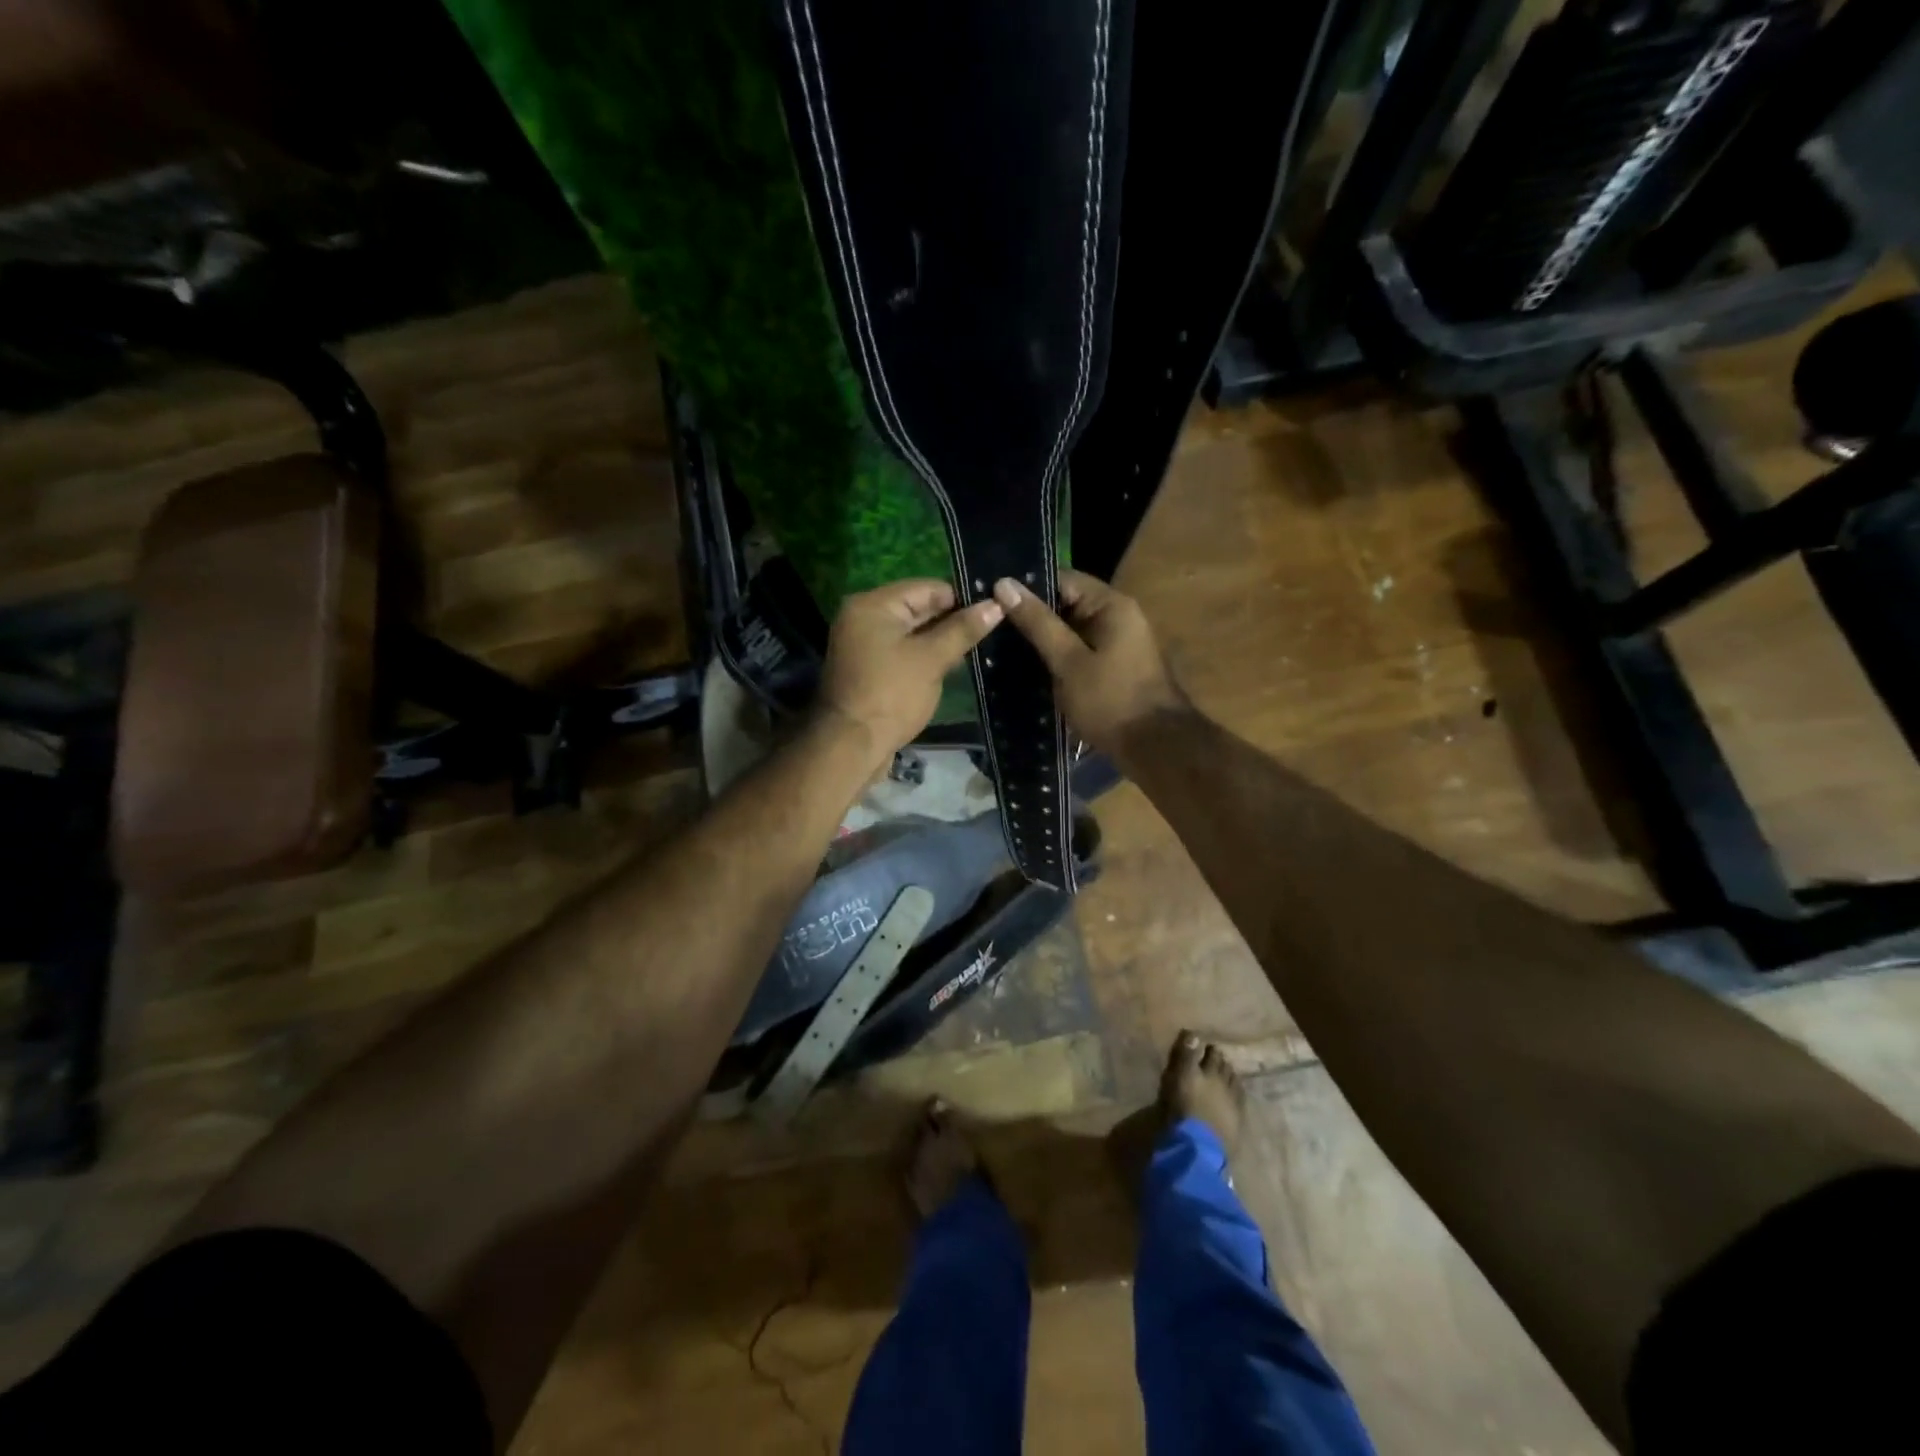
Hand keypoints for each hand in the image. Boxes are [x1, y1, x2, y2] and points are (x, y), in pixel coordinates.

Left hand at [817, 579, 1003, 761]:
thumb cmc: (892, 695)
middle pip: (917, 609)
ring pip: (912, 633)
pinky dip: (924, 656)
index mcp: (873, 605)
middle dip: (952, 620)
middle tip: (992, 628)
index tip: (994, 609)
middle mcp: (863, 618)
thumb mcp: (931, 659)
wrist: (852, 746)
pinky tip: (952, 664)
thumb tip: (996, 604)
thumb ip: (963, 630)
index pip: (926, 588)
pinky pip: (902, 652)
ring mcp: (863, 645)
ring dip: (940, 640)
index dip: (961, 598)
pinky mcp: (869, 669)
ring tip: (980, 645)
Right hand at [994, 570, 1183, 756]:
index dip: (1027, 587)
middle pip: (1066, 604)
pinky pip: (1078, 652)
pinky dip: (1056, 658)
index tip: (992, 599)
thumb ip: (1037, 623)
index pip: (1062, 579)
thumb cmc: (1111, 701)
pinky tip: (1026, 669)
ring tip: (999, 646)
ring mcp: (1117, 643)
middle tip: (989, 625)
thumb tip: (1004, 584)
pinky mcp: (1112, 667)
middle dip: (1031, 616)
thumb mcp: (1068, 661)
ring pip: (1070, 631)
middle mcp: (1117, 616)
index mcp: (1111, 605)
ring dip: (1041, 640)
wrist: (1156, 748)